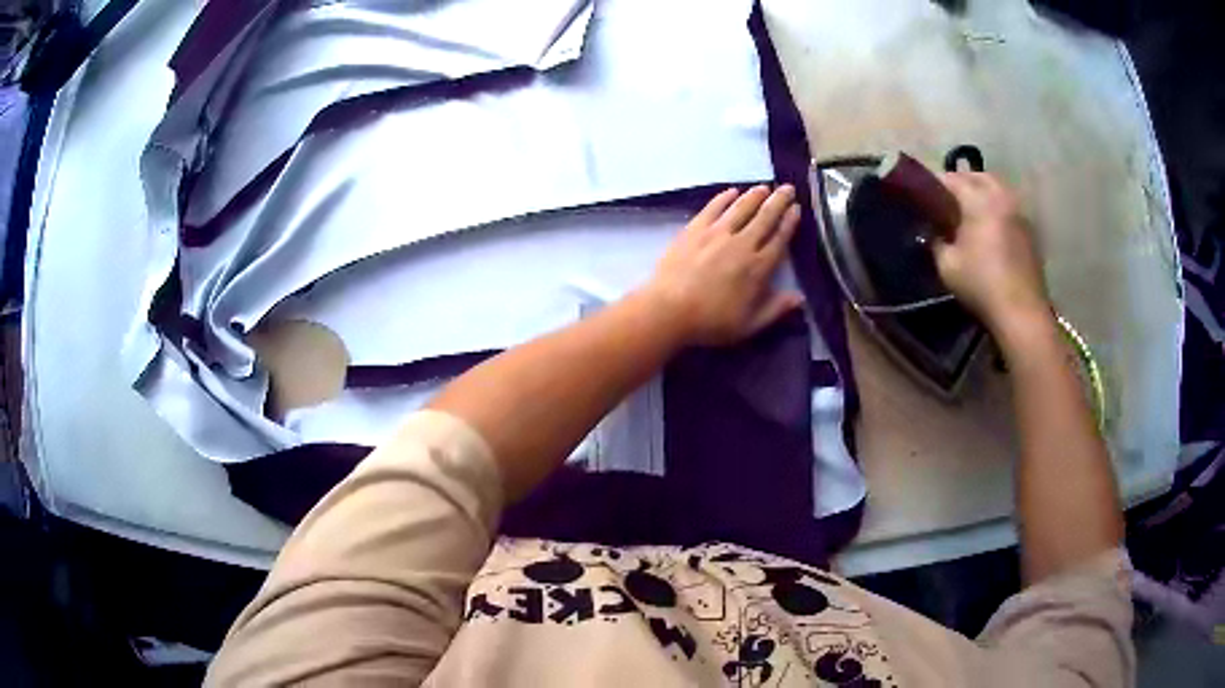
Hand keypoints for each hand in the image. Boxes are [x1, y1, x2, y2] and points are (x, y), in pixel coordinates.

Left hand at [644, 185, 803, 346]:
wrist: (668, 310)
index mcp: (758, 268)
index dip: (789, 222)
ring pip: (741, 208)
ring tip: (764, 187)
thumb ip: (776, 309)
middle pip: (765, 217)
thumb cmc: (711, 322)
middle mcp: (742, 244)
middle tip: (787, 188)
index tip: (796, 209)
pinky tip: (731, 191)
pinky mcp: (695, 229)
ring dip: (755, 196)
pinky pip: (713, 207)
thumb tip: (800, 298)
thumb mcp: (749, 325)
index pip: (779, 239)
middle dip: (778, 201)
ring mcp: (717, 234)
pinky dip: (724, 198)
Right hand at [933, 172, 1049, 337]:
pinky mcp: (1030, 230)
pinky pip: (1009, 206)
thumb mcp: (947, 266)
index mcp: (978, 200)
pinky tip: (991, 226)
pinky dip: (997, 207)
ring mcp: (1019, 212)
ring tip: (971, 210)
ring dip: (982, 192)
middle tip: (948, 199)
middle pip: (978, 176)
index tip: (925, 195)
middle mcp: (1001, 197)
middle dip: (962, 182)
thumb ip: (936, 241)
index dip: (935, 184)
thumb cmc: (981, 285)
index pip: (951, 179)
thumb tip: (933, 231)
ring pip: (997, 188)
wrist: (1021, 312)